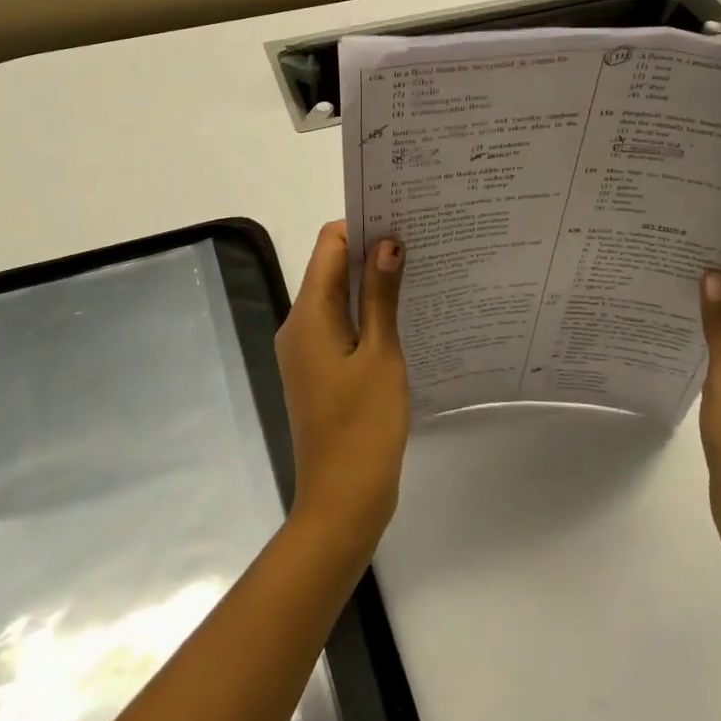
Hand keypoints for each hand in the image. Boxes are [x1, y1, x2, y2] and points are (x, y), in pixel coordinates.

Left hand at [274, 222, 409, 556]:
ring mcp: (307, 351)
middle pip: (332, 269)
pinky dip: (367, 313)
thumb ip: (380, 296)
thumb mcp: (380, 354)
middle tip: (421, 241)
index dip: (361, 225)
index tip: (402, 219)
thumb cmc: (364, 425)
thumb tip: (386, 241)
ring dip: (372, 283)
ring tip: (420, 271)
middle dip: (371, 251)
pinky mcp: (320, 371)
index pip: (328, 245)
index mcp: (308, 315)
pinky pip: (341, 326)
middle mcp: (299, 325)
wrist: (342, 501)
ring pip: (338, 298)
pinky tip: (404, 315)